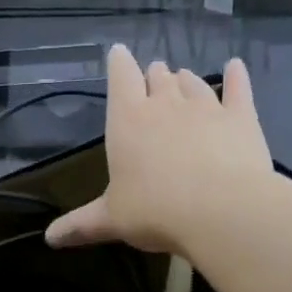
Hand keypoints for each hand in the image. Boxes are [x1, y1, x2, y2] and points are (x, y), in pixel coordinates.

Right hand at [46, 45, 274, 256]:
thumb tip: (50, 238)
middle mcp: (165, 104)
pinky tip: (235, 66)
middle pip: (158, 77)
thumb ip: (81, 224)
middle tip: (153, 78)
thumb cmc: (155, 211)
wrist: (222, 211)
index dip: (118, 63)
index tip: (118, 53)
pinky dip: (236, 76)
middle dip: (154, 75)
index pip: (120, 77)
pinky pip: (237, 89)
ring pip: (193, 82)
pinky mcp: (241, 117)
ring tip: (183, 79)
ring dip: (185, 80)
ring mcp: (206, 107)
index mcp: (128, 119)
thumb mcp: (111, 220)